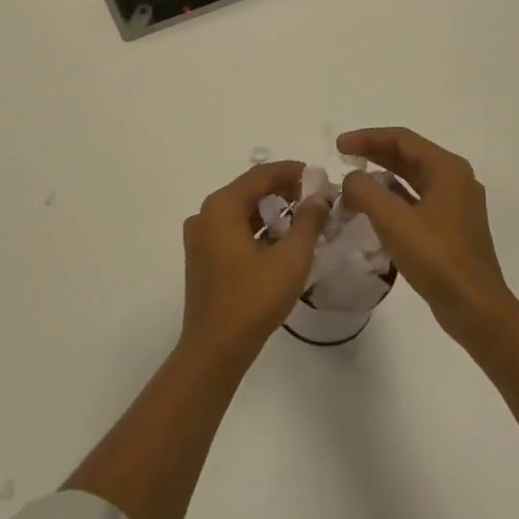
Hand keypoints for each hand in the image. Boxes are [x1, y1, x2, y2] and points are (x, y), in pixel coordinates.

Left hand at [180, 161, 329, 364]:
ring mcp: (199, 236)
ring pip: (239, 211)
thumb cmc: (254, 299)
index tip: (316, 174)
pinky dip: (255, 228)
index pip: (260, 175)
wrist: (215, 347)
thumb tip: (320, 197)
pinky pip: (231, 229)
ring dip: (269, 210)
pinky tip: (279, 239)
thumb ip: (308, 222)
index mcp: (221, 206)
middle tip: (313, 197)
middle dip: (281, 190)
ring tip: (302, 217)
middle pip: (247, 190)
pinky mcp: (201, 256)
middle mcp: (205, 214)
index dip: (290, 171)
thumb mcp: (290, 258)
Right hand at [336, 127, 512, 337]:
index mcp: (447, 169)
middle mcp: (455, 180)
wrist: (475, 308)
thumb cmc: (436, 257)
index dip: (367, 138)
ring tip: (353, 183)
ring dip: (382, 177)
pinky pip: (417, 201)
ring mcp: (456, 205)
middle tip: (342, 159)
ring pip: (412, 179)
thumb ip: (364, 190)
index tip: (338, 147)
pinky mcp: (452, 228)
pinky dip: (393, 199)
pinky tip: (373, 210)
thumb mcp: (392, 219)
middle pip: (408, 156)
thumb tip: (352, 180)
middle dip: (373, 154)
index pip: (401, 139)